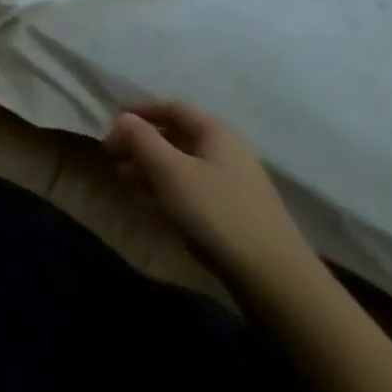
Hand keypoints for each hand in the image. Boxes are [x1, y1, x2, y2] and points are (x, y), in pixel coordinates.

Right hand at [104, 100, 316, 293]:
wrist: (278, 283)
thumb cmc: (217, 214)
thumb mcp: (169, 170)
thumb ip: (140, 138)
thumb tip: (123, 119)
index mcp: (215, 132)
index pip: (171, 107)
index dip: (140, 111)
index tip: (112, 123)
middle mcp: (228, 151)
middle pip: (178, 135)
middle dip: (143, 143)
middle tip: (115, 157)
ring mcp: (236, 185)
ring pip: (185, 164)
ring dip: (154, 168)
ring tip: (128, 182)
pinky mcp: (239, 215)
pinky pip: (195, 189)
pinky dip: (170, 189)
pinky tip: (157, 206)